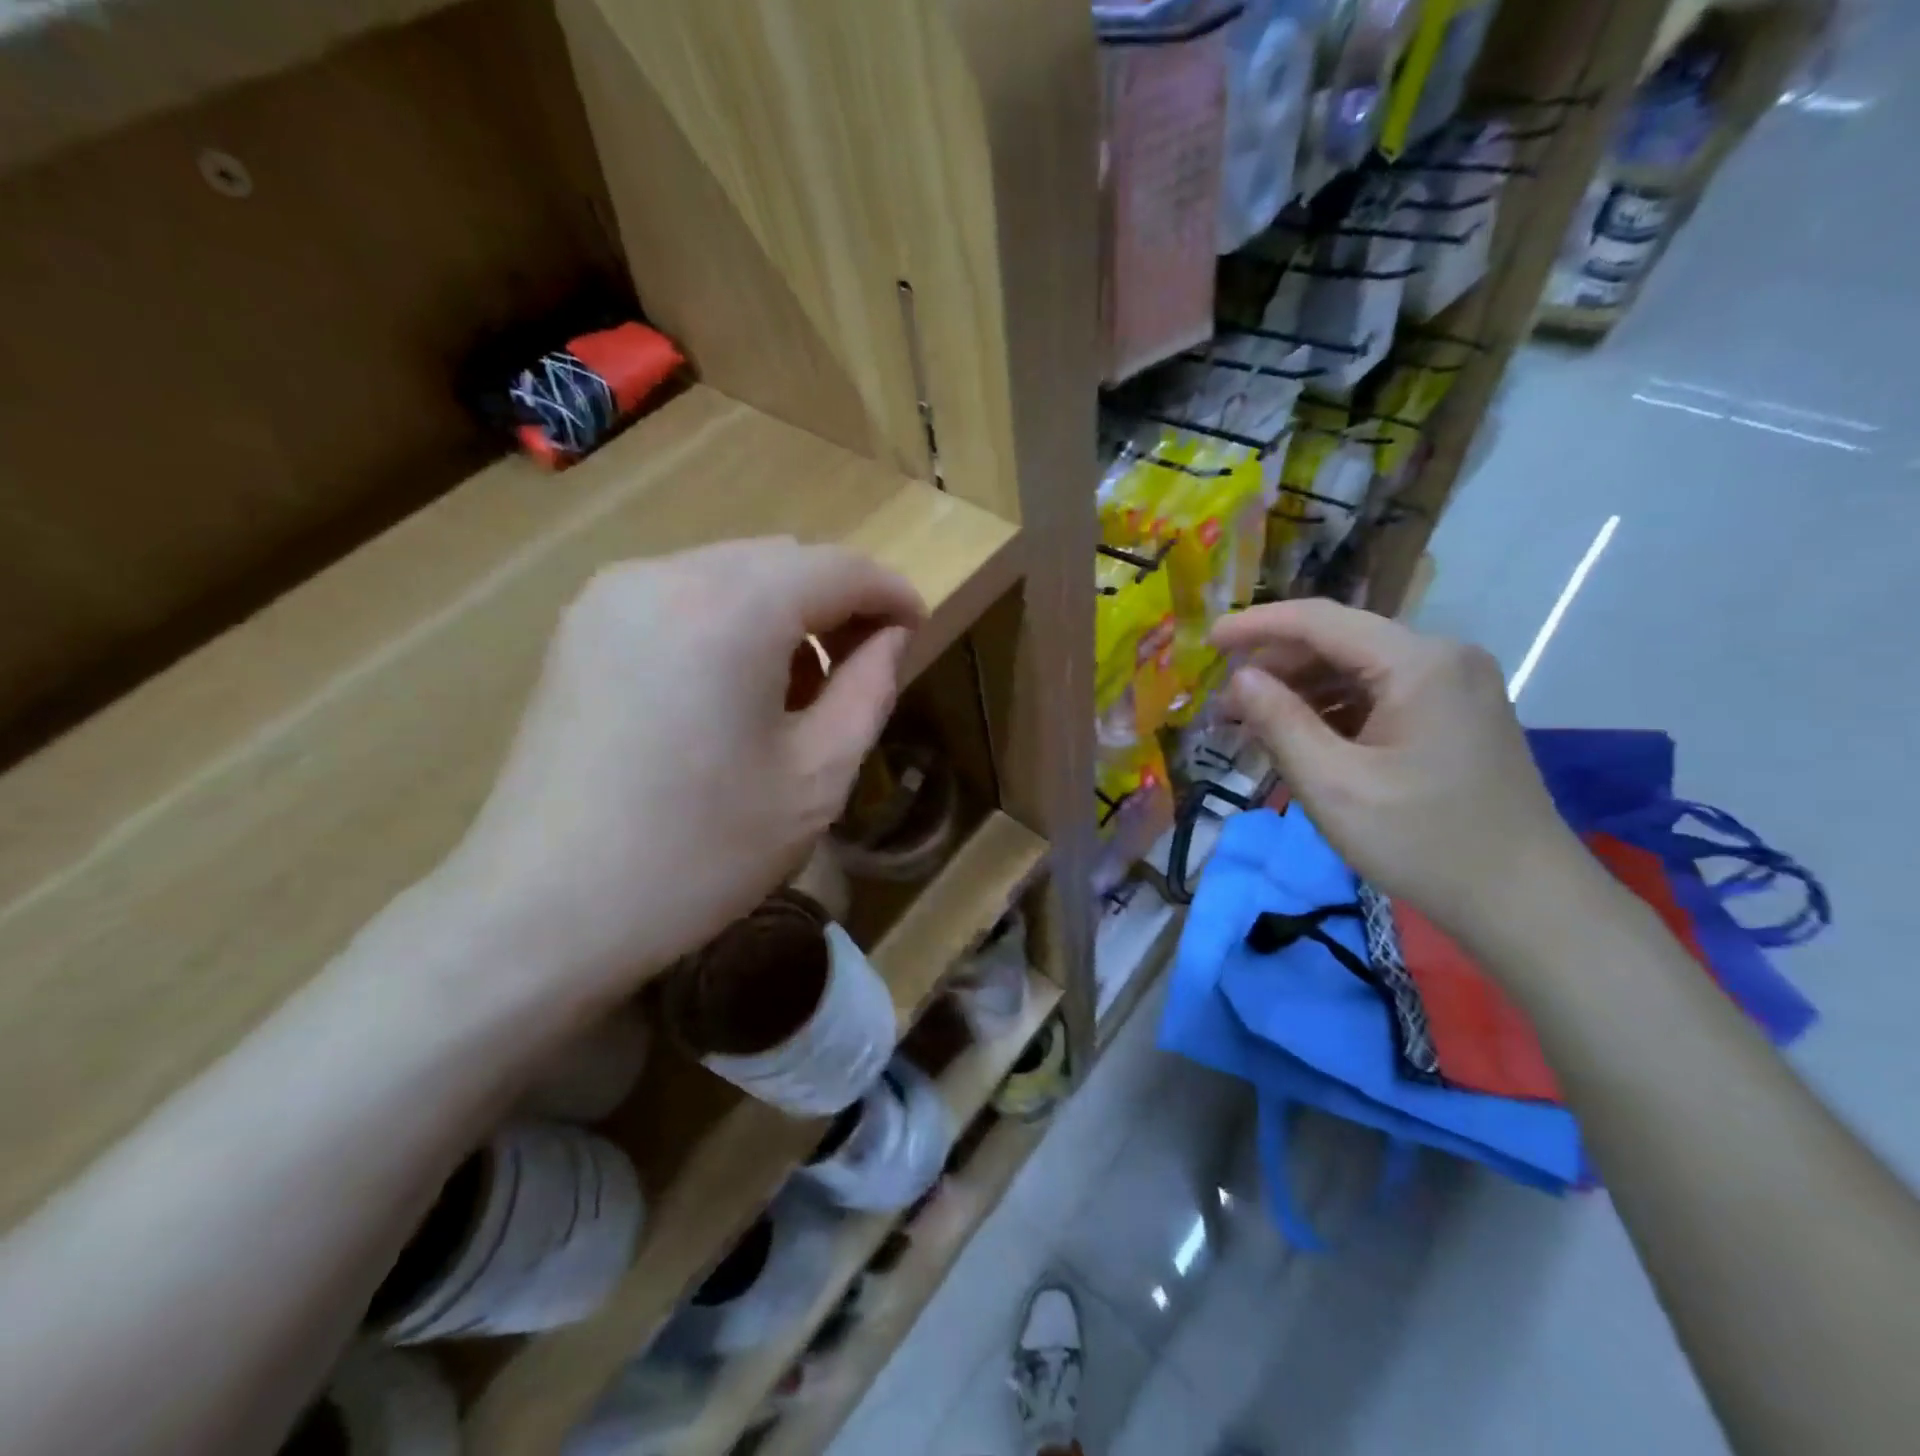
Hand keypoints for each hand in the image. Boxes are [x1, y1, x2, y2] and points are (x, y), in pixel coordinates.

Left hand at [443, 538, 923, 1012]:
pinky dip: (729, 623)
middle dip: (836, 603)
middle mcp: (667, 574)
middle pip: (783, 560)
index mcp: (733, 607)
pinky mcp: (582, 628)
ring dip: (783, 613)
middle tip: (860, 670)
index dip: (891, 594)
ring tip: (796, 691)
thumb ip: (869, 689)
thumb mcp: (816, 778)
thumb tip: (889, 637)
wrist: (545, 912)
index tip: (917, 632)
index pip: (839, 567)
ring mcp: (611, 596)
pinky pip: (683, 597)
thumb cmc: (701, 853)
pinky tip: (731, 691)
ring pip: (732, 573)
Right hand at [1211, 599, 1582, 940]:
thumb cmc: (1422, 841)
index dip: (1257, 626)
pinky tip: (1302, 737)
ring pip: (1358, 668)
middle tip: (1225, 703)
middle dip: (1277, 666)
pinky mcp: (1456, 713)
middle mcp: (1442, 657)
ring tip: (1253, 723)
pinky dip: (1334, 709)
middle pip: (1340, 641)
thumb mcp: (1333, 784)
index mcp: (1418, 663)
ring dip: (1302, 690)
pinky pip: (1380, 693)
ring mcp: (1455, 685)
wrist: (1525, 900)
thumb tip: (1240, 678)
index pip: (1320, 621)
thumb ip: (1280, 722)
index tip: (1207, 641)